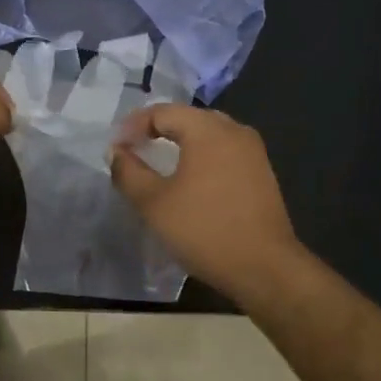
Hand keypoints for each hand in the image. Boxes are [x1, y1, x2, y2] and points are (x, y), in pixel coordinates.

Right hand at [110, 104, 303, 302]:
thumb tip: (116, 151)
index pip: (162, 112)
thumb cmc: (204, 230)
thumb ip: (128, 172)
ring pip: (208, 134)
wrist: (265, 268)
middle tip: (134, 149)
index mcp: (208, 129)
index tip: (115, 148)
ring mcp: (253, 151)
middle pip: (187, 118)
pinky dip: (201, 156)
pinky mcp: (262, 173)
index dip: (132, 126)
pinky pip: (224, 151)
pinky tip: (190, 179)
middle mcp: (234, 130)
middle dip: (157, 130)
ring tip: (159, 162)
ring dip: (180, 143)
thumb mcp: (154, 203)